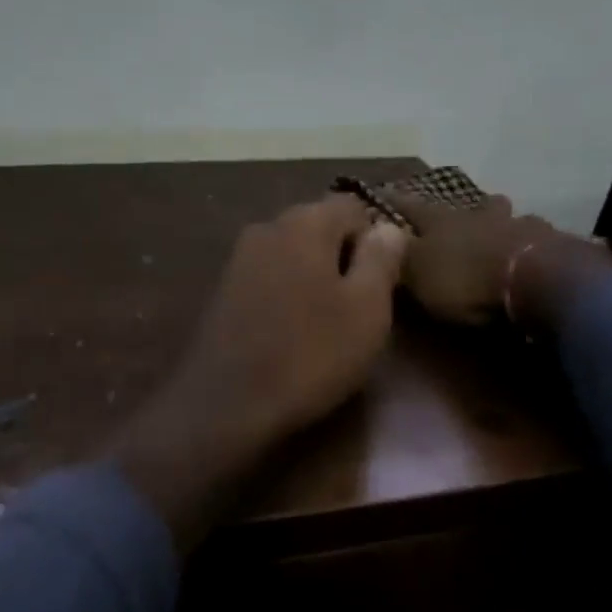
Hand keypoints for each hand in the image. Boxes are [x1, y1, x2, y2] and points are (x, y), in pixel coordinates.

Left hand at [114, 195, 407, 546]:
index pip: (353, 207)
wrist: (226, 404)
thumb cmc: (310, 354)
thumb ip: (381, 258)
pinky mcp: (223, 288)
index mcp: (305, 221)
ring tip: (327, 325)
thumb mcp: (367, 308)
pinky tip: (292, 332)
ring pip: (294, 253)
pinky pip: (270, 277)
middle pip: (320, 226)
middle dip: (344, 258)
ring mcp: (239, 257)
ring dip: (315, 277)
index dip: (375, 241)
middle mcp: (268, 226)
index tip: (381, 284)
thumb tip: (388, 227)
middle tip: (358, 308)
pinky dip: (287, 293)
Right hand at [381, 188, 611, 332]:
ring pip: (509, 218)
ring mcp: (518, 227)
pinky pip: (537, 240)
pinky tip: (534, 253)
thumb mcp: (418, 273)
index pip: (412, 207)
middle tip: (463, 213)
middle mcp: (479, 216)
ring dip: (504, 223)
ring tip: (504, 232)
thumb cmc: (465, 278)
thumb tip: (379, 233)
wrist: (533, 279)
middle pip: (471, 205)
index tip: (384, 192)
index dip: (397, 202)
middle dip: (466, 208)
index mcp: (442, 221)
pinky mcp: (550, 245)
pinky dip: (532, 244)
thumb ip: (399, 255)